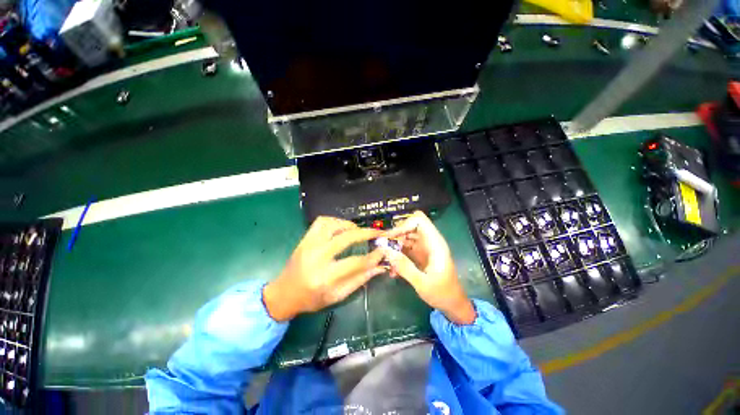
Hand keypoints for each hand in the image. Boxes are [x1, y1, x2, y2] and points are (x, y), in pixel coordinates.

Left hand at [263, 217, 385, 321]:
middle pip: (346, 238)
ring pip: (333, 224)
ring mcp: (309, 245)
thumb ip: (360, 279)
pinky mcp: (305, 239)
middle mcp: (317, 257)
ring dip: (349, 225)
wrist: (284, 293)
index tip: (383, 250)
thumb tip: (379, 266)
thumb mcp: (338, 296)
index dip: (373, 256)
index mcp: (325, 277)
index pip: (356, 262)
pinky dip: (334, 221)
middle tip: (377, 232)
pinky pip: (321, 222)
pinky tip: (341, 228)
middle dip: (366, 233)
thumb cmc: (312, 299)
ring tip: (358, 231)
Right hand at [383, 211, 475, 324]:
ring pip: (405, 237)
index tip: (391, 237)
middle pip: (410, 227)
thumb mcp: (421, 283)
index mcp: (435, 243)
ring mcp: (423, 248)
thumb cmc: (442, 294)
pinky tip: (392, 269)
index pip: (419, 220)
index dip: (404, 225)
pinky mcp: (419, 255)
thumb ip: (403, 266)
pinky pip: (405, 248)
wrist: (452, 305)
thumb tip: (385, 250)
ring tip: (387, 260)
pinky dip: (397, 254)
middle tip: (385, 249)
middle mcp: (429, 242)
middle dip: (396, 235)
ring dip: (395, 246)